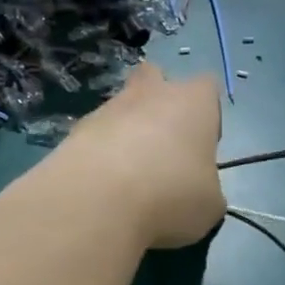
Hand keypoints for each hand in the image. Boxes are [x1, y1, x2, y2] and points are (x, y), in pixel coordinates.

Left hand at [6, 63, 224, 250]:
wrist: (97, 201)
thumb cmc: (171, 196)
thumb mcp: (210, 205)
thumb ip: (208, 189)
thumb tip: (198, 192)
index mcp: (193, 103)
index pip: (207, 88)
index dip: (207, 115)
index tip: (201, 148)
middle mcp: (151, 94)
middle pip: (155, 78)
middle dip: (158, 104)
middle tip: (161, 147)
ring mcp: (108, 108)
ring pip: (121, 108)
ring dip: (126, 133)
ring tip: (127, 179)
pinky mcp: (74, 130)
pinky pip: (95, 135)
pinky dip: (99, 155)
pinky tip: (102, 187)